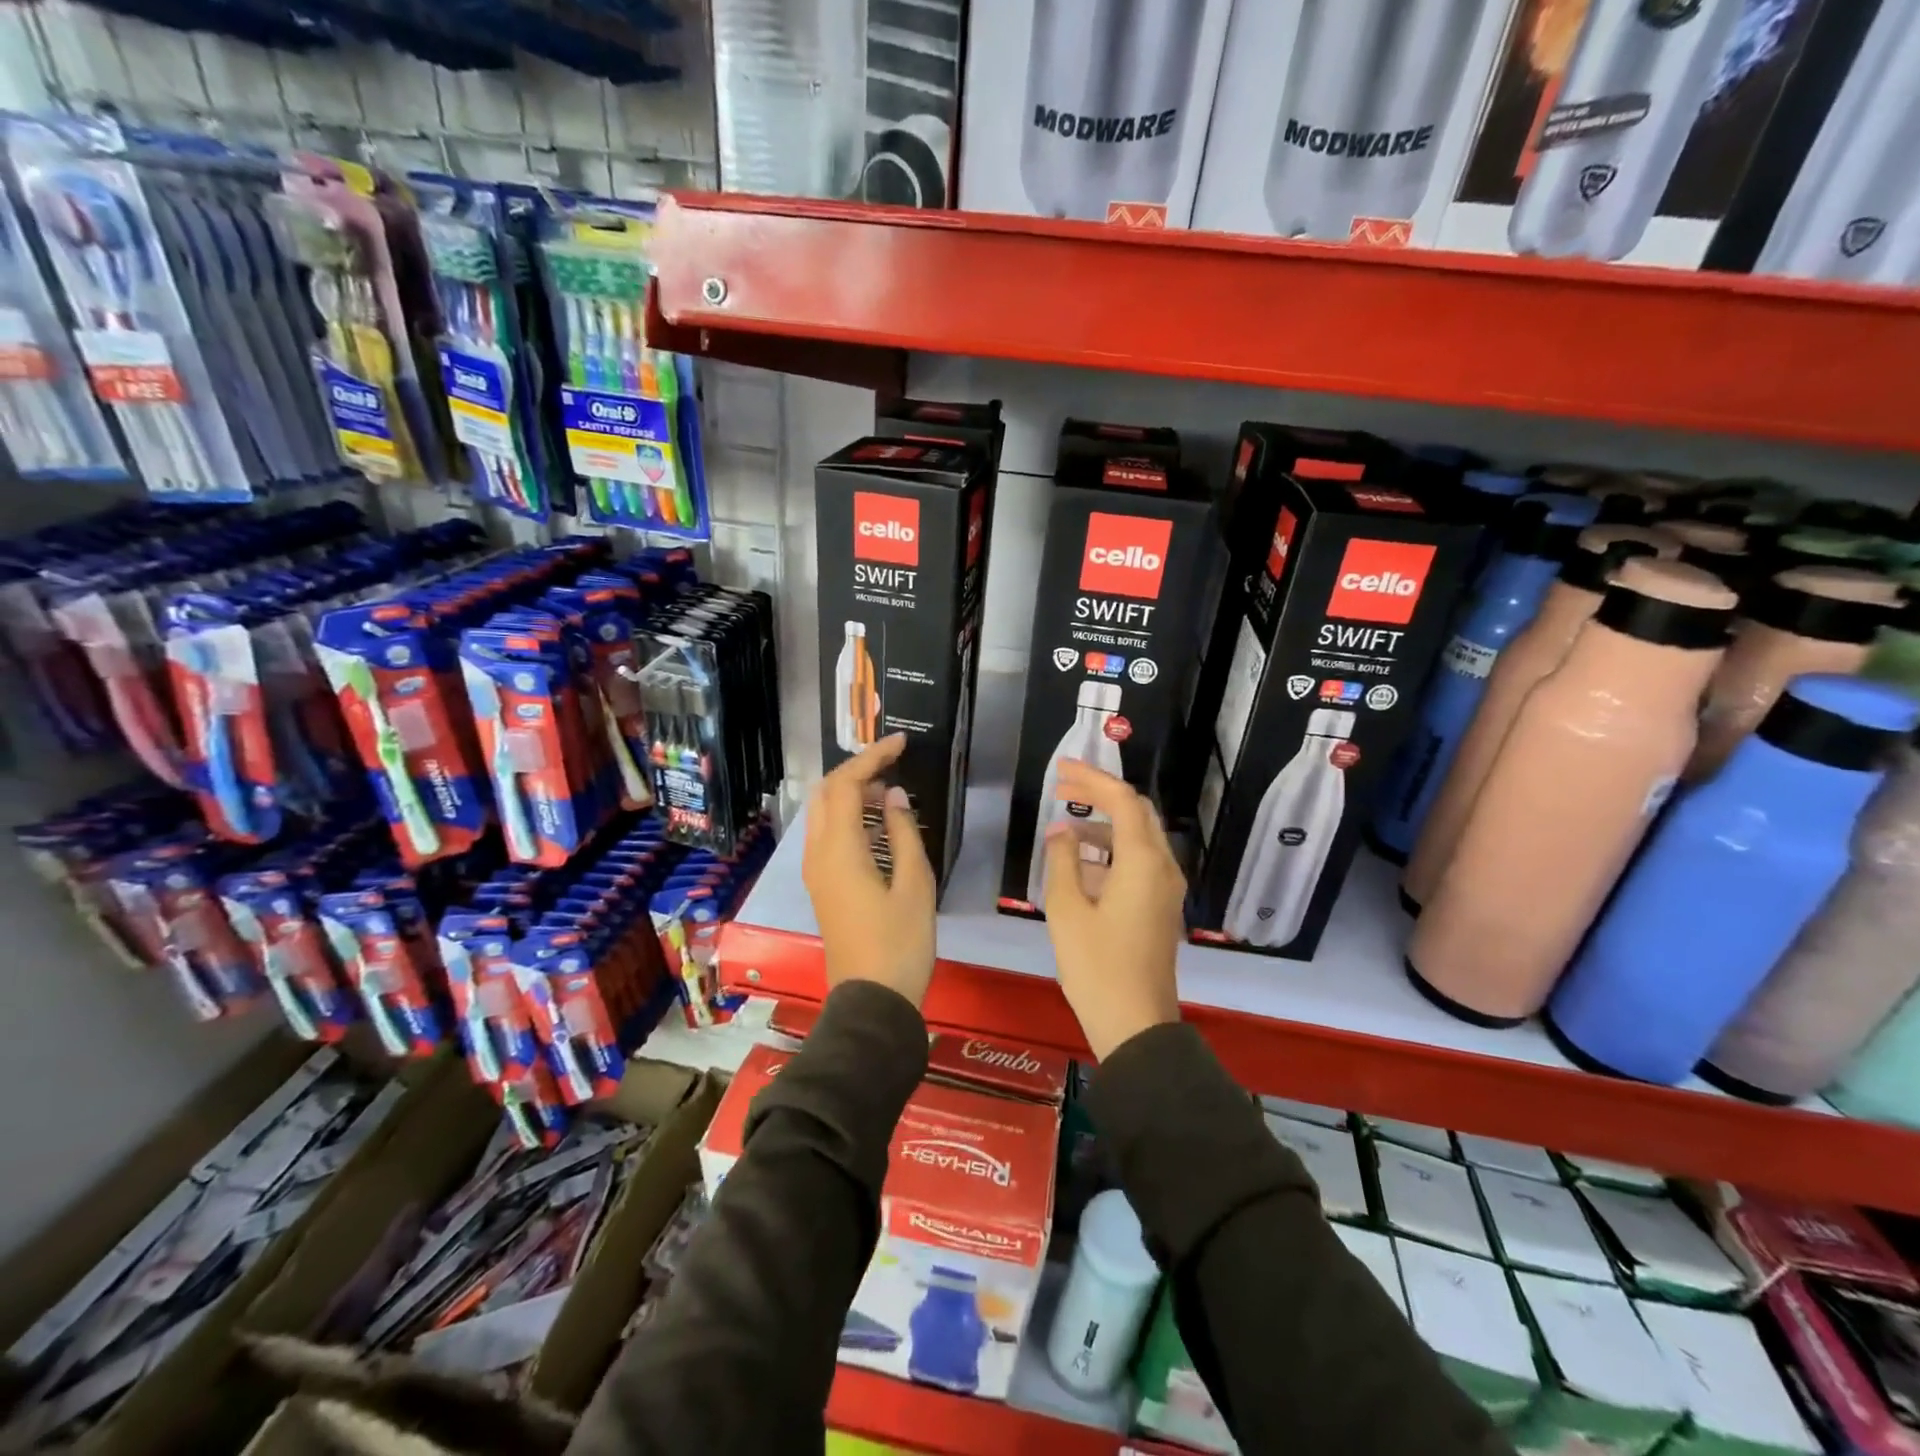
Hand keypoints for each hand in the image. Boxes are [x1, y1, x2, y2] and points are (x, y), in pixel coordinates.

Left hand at [803, 734, 936, 1007]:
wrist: (872, 1000)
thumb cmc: (900, 943)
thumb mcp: (915, 884)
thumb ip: (904, 833)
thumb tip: (894, 797)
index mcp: (840, 849)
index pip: (848, 784)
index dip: (873, 757)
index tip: (902, 742)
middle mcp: (818, 853)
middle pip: (828, 793)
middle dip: (857, 769)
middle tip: (893, 761)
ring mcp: (815, 871)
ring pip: (823, 813)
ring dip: (850, 791)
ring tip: (887, 785)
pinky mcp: (822, 886)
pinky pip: (827, 834)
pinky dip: (847, 815)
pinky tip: (875, 821)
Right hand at [1041, 761, 1183, 1059]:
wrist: (1136, 1024)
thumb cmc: (1097, 966)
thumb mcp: (1067, 910)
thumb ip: (1062, 861)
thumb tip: (1061, 831)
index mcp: (1143, 862)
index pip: (1122, 801)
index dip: (1092, 778)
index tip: (1061, 768)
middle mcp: (1163, 867)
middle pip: (1136, 813)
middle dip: (1100, 794)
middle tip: (1062, 787)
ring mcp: (1166, 889)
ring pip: (1138, 838)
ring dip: (1104, 824)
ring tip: (1063, 825)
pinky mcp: (1161, 907)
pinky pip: (1139, 862)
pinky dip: (1112, 850)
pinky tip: (1081, 861)